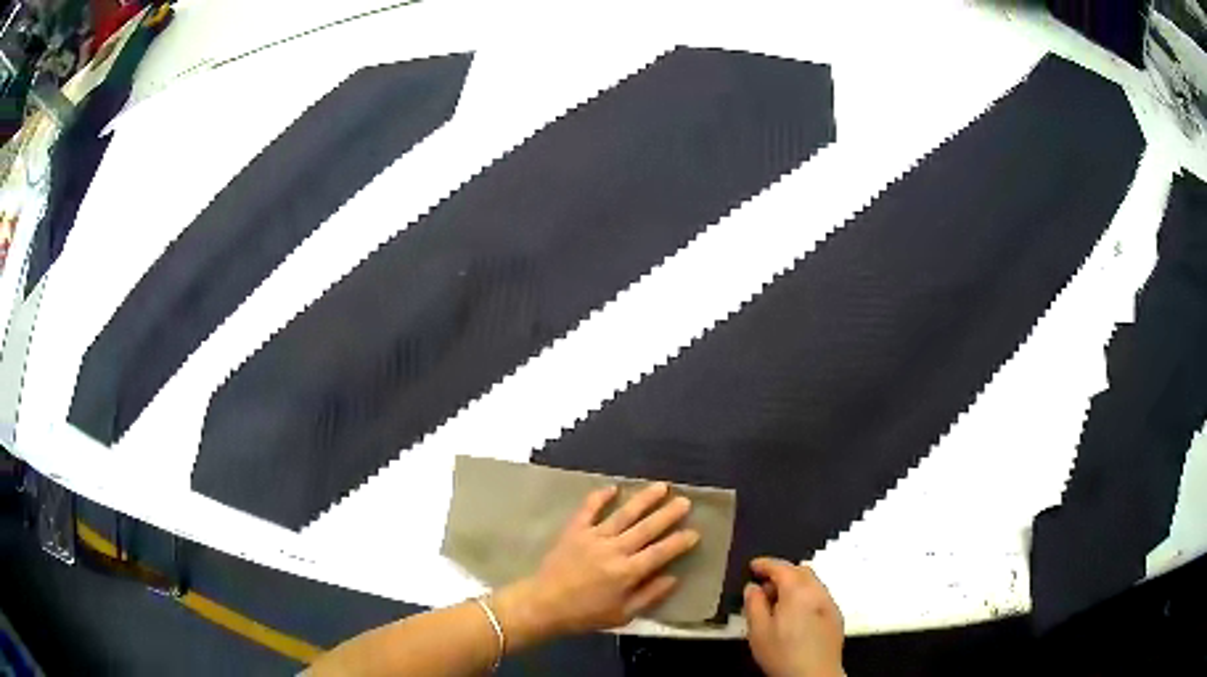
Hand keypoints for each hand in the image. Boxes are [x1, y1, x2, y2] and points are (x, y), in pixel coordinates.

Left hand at [495, 483, 698, 641]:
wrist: (544, 604)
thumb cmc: (585, 614)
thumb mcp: (623, 615)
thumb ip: (649, 596)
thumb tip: (673, 578)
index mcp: (627, 572)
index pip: (660, 553)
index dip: (679, 542)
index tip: (695, 532)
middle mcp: (613, 550)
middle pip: (646, 528)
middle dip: (668, 514)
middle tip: (685, 501)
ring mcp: (593, 537)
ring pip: (623, 514)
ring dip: (643, 500)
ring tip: (661, 487)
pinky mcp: (574, 531)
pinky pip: (588, 509)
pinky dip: (600, 497)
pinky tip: (614, 487)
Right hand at [744, 558, 844, 676]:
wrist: (814, 675)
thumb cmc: (784, 654)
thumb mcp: (758, 631)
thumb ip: (754, 605)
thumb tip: (753, 588)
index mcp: (798, 591)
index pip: (781, 567)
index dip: (765, 564)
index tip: (753, 566)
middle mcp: (818, 592)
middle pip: (800, 571)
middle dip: (782, 574)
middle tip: (764, 588)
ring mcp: (830, 603)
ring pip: (812, 584)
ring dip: (795, 586)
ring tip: (778, 604)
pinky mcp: (836, 617)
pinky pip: (819, 597)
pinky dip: (806, 597)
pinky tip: (796, 617)